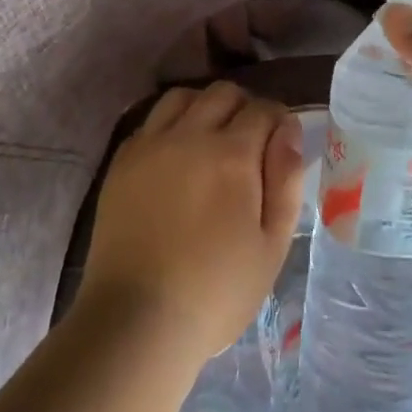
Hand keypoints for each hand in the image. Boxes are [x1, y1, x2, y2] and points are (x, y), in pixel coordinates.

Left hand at [80, 83, 304, 365]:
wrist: (137, 318)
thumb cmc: (216, 291)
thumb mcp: (272, 245)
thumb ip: (286, 181)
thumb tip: (289, 132)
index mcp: (231, 155)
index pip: (263, 109)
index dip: (279, 120)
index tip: (281, 144)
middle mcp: (188, 136)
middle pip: (222, 93)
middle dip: (245, 108)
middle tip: (250, 144)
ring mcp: (149, 145)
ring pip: (182, 97)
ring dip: (204, 108)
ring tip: (211, 141)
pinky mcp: (121, 162)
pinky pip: (151, 121)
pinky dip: (170, 125)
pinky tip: (176, 156)